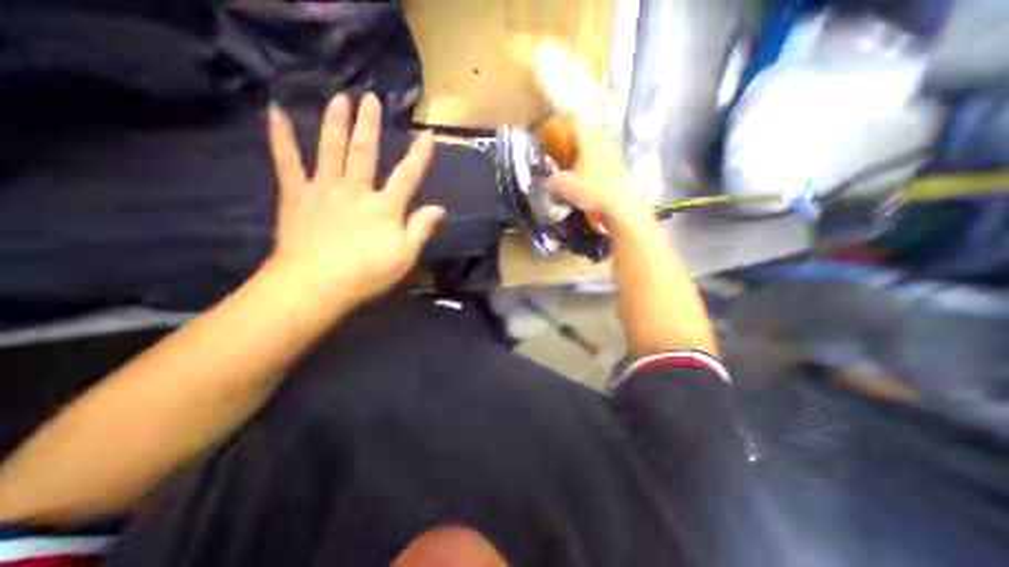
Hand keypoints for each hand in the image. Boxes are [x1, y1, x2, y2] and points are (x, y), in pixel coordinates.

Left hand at [265, 93, 442, 308]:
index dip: (419, 156)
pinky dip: (281, 137)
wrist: (315, 286)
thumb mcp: (405, 256)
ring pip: (330, 149)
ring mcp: (324, 190)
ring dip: (335, 122)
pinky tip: (277, 113)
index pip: (407, 176)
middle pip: (364, 153)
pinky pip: (287, 162)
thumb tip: (439, 208)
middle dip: (369, 125)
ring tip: (338, 97)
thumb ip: (421, 229)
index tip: (427, 134)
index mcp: (384, 207)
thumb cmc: (366, 274)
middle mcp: (356, 191)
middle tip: (370, 98)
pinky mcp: (297, 196)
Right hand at [549, 118, 650, 231]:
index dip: (560, 119)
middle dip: (573, 134)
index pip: (574, 120)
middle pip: (586, 129)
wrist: (621, 204)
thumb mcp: (566, 187)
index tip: (550, 124)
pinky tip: (588, 171)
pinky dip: (593, 158)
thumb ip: (553, 182)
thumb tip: (547, 182)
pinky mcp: (618, 164)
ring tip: (574, 159)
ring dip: (584, 146)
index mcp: (588, 140)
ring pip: (595, 141)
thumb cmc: (593, 190)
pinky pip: (602, 153)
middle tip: (562, 144)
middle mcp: (601, 141)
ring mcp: (612, 151)